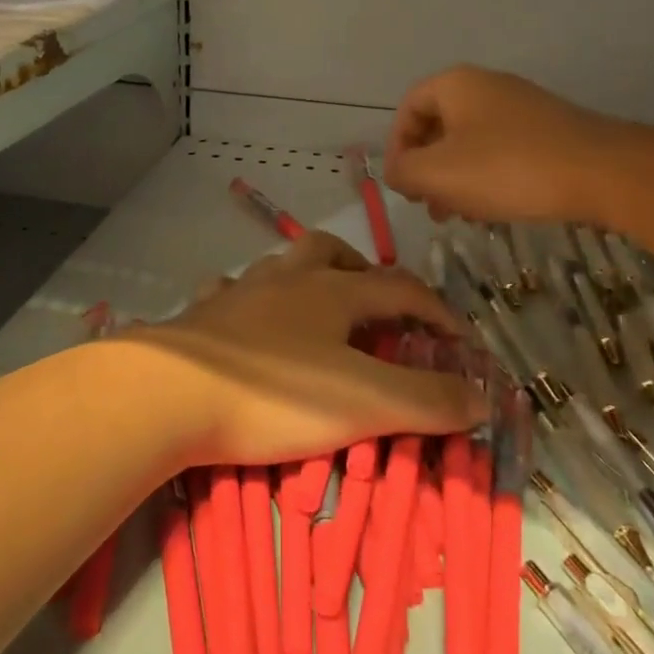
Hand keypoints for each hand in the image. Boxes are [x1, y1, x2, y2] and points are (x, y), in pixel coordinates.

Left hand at [133, 231, 485, 466]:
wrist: (171, 391)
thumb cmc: (274, 392)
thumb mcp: (363, 402)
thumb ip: (426, 400)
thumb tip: (482, 396)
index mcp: (333, 291)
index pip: (400, 288)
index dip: (437, 310)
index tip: (460, 340)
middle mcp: (288, 277)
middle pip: (334, 252)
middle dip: (364, 272)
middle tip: (378, 306)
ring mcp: (241, 290)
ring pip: (283, 262)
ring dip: (308, 276)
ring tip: (318, 308)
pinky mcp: (204, 312)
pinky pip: (230, 288)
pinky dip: (248, 297)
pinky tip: (247, 318)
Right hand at [384, 64, 610, 224]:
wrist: (603, 173)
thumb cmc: (508, 168)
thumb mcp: (438, 174)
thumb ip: (403, 171)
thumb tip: (396, 172)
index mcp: (456, 85)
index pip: (408, 108)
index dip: (396, 147)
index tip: (401, 184)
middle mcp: (487, 86)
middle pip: (439, 126)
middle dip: (427, 168)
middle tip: (428, 206)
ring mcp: (522, 107)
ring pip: (470, 142)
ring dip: (455, 178)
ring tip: (458, 215)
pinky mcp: (548, 131)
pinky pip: (502, 151)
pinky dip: (487, 178)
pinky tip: (494, 209)